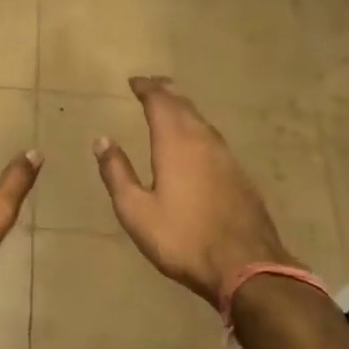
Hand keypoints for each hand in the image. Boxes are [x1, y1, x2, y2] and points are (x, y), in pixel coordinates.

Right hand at [94, 76, 291, 305]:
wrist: (246, 266)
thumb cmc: (182, 238)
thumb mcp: (136, 210)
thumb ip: (117, 173)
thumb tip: (102, 140)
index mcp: (175, 143)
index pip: (160, 102)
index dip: (146, 88)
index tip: (134, 82)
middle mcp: (203, 141)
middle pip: (184, 105)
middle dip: (166, 92)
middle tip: (151, 86)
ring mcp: (226, 157)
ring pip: (202, 121)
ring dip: (184, 109)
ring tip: (172, 107)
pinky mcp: (240, 175)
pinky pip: (214, 139)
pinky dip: (198, 129)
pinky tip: (196, 142)